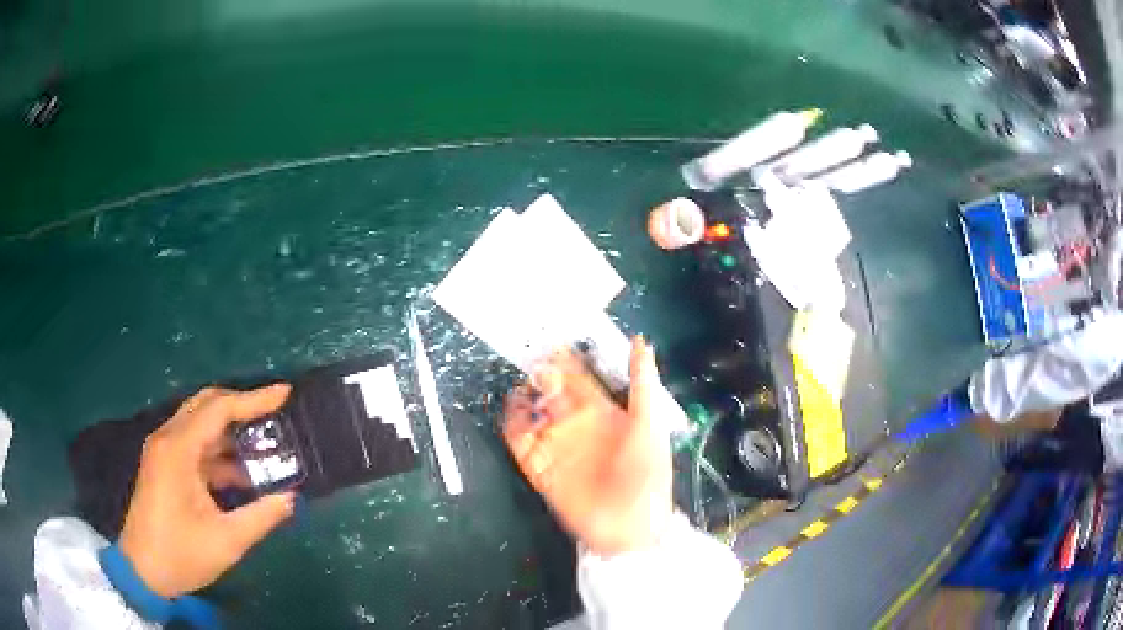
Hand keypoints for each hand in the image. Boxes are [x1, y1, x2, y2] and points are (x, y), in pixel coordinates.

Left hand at [119, 385, 296, 597]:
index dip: (253, 400)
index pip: (219, 409)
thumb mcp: (227, 541)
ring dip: (231, 431)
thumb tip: (291, 498)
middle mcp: (168, 439)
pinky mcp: (164, 465)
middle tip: (274, 414)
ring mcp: (163, 451)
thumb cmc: (181, 554)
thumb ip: (261, 517)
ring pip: (200, 424)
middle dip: (241, 406)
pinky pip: (195, 446)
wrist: (143, 570)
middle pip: (207, 405)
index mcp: (179, 449)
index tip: (284, 394)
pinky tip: (242, 473)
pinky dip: (220, 452)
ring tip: (264, 445)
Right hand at [503, 337, 672, 556]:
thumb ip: (643, 383)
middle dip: (543, 377)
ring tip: (527, 388)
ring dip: (526, 399)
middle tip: (538, 365)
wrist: (631, 526)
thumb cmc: (648, 474)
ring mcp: (558, 446)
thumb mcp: (650, 424)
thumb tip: (641, 340)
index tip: (555, 344)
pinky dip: (513, 426)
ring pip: (533, 414)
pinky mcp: (541, 468)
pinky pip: (521, 443)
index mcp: (604, 414)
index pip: (580, 380)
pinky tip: (515, 413)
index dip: (567, 361)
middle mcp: (577, 427)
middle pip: (552, 393)